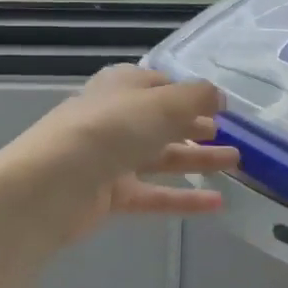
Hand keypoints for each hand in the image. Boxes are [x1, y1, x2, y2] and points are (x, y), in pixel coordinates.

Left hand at [0, 65, 238, 245]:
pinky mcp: (110, 195)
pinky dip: (184, 198)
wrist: (49, 186)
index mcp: (122, 86)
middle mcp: (116, 118)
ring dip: (198, 158)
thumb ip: (195, 97)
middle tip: (234, 135)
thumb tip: (219, 94)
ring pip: (163, 156)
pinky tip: (218, 203)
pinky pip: (154, 194)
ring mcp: (111, 158)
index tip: (224, 105)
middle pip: (163, 120)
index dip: (190, 92)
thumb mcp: (160, 104)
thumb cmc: (108, 131)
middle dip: (197, 125)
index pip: (161, 84)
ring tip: (237, 163)